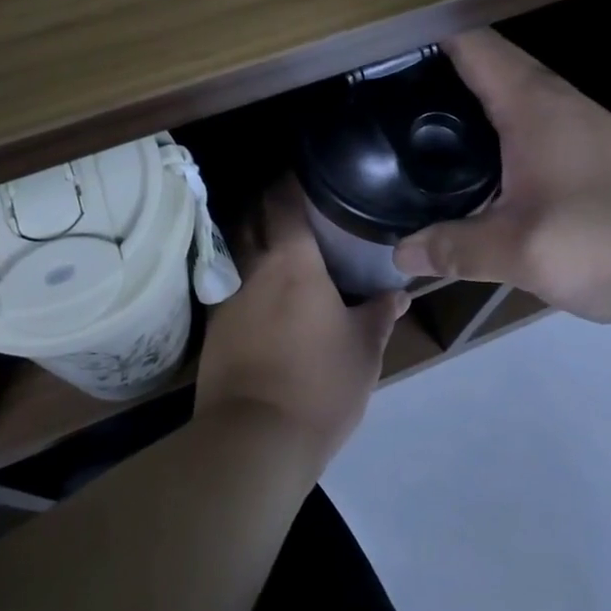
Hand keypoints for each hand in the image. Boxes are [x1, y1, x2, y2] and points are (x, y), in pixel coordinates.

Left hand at [195, 184, 408, 472]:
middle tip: (291, 200)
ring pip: (234, 247)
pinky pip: (227, 281)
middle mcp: (253, 267)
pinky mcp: (213, 326)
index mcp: (292, 262)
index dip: (289, 180)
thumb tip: (398, 292)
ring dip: (250, 234)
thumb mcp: (364, 350)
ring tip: (274, 237)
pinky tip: (257, 286)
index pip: (283, 201)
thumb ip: (379, 314)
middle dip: (266, 200)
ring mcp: (227, 296)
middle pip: (250, 216)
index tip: (304, 170)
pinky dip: (241, 271)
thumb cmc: (319, 385)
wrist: (254, 440)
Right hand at [391, 30, 610, 326]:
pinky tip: (465, 156)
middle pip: (483, 61)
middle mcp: (552, 100)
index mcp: (532, 103)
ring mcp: (572, 123)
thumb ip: (456, 249)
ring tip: (409, 114)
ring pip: (503, 90)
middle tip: (378, 85)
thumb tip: (399, 255)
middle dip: (431, 64)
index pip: (470, 42)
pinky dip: (485, 121)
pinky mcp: (582, 150)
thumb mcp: (523, 252)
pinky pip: (520, 118)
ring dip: (460, 93)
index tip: (377, 44)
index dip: (423, 33)